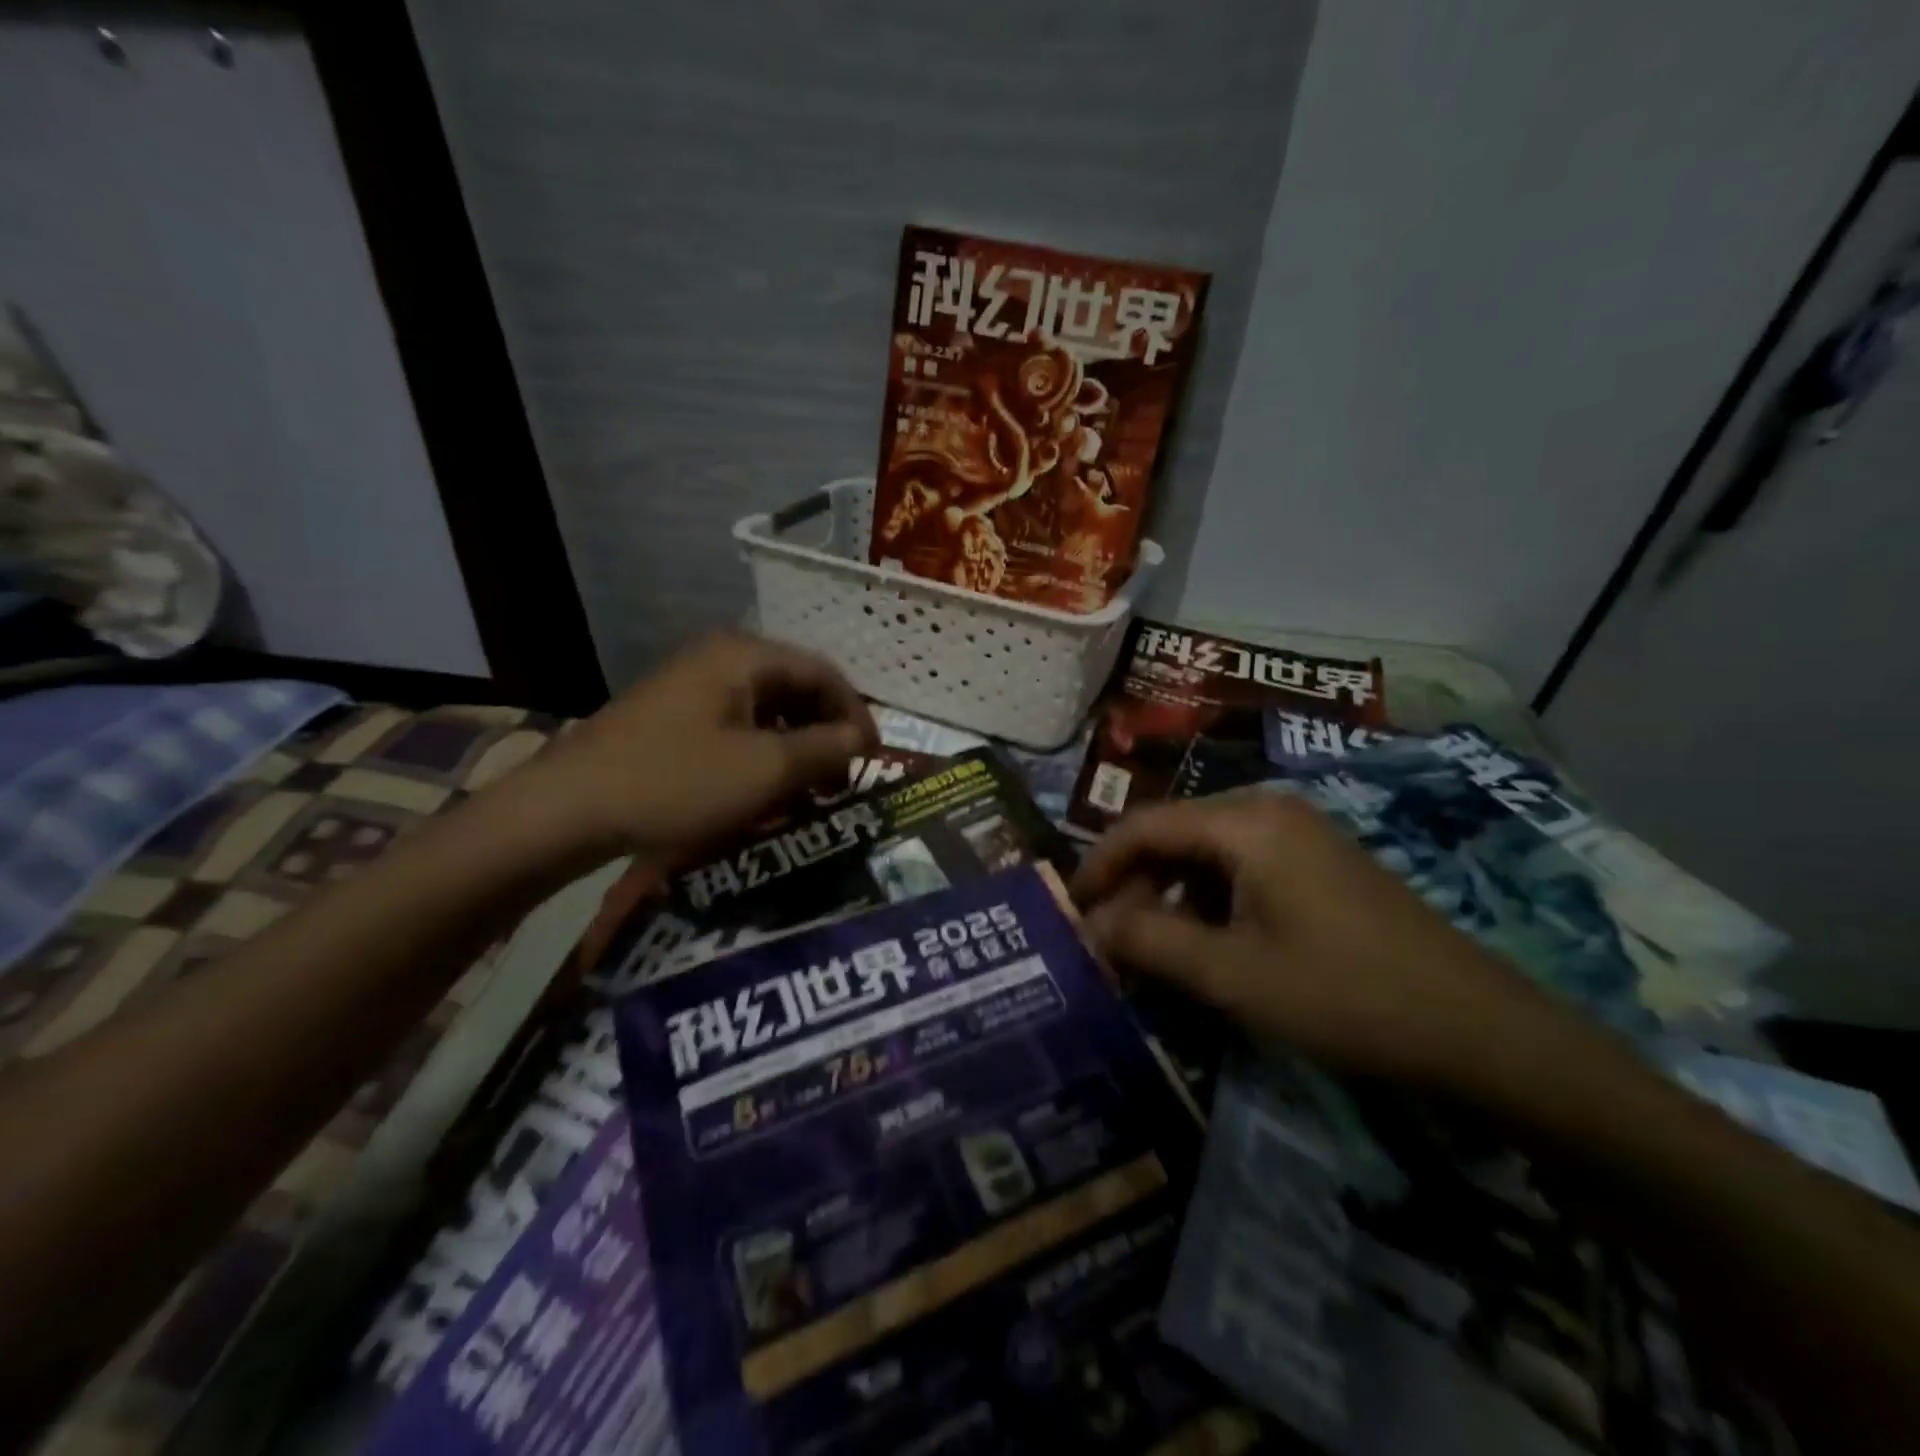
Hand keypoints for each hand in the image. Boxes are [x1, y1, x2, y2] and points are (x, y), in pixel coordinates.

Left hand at [519, 632, 877, 866]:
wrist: (568, 810)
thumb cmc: (677, 781)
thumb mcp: (765, 769)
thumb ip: (825, 749)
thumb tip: (863, 738)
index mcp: (744, 656)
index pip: (823, 672)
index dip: (856, 713)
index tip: (874, 757)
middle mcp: (719, 659)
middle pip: (794, 688)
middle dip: (826, 733)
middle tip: (842, 779)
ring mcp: (690, 687)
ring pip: (765, 711)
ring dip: (795, 747)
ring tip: (808, 791)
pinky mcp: (671, 718)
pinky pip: (735, 727)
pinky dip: (761, 755)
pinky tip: (764, 790)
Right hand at [1072, 792, 1562, 1092]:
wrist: (1481, 1032)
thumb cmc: (1345, 996)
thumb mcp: (1232, 975)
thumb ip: (1149, 941)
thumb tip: (1089, 926)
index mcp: (1246, 821)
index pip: (1143, 825)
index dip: (1098, 866)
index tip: (1069, 911)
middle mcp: (1269, 811)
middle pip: (1174, 835)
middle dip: (1134, 886)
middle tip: (1109, 943)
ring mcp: (1300, 835)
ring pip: (1206, 854)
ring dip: (1170, 897)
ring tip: (1151, 952)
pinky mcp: (1319, 865)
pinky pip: (1241, 870)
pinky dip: (1208, 903)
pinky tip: (1206, 947)